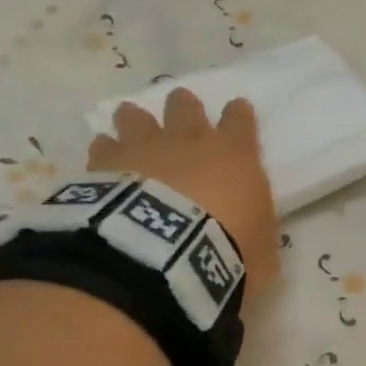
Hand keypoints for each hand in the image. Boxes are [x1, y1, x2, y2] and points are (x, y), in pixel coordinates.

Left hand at [87, 89, 280, 303]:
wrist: (165, 258)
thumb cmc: (227, 255)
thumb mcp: (262, 253)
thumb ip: (256, 233)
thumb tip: (251, 235)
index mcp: (234, 156)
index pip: (240, 121)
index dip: (238, 116)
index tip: (237, 112)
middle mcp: (188, 142)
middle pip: (184, 106)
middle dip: (183, 110)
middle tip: (181, 120)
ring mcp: (143, 149)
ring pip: (136, 117)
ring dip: (136, 123)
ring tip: (133, 135)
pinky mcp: (105, 165)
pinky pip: (103, 147)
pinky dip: (105, 154)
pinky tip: (103, 169)